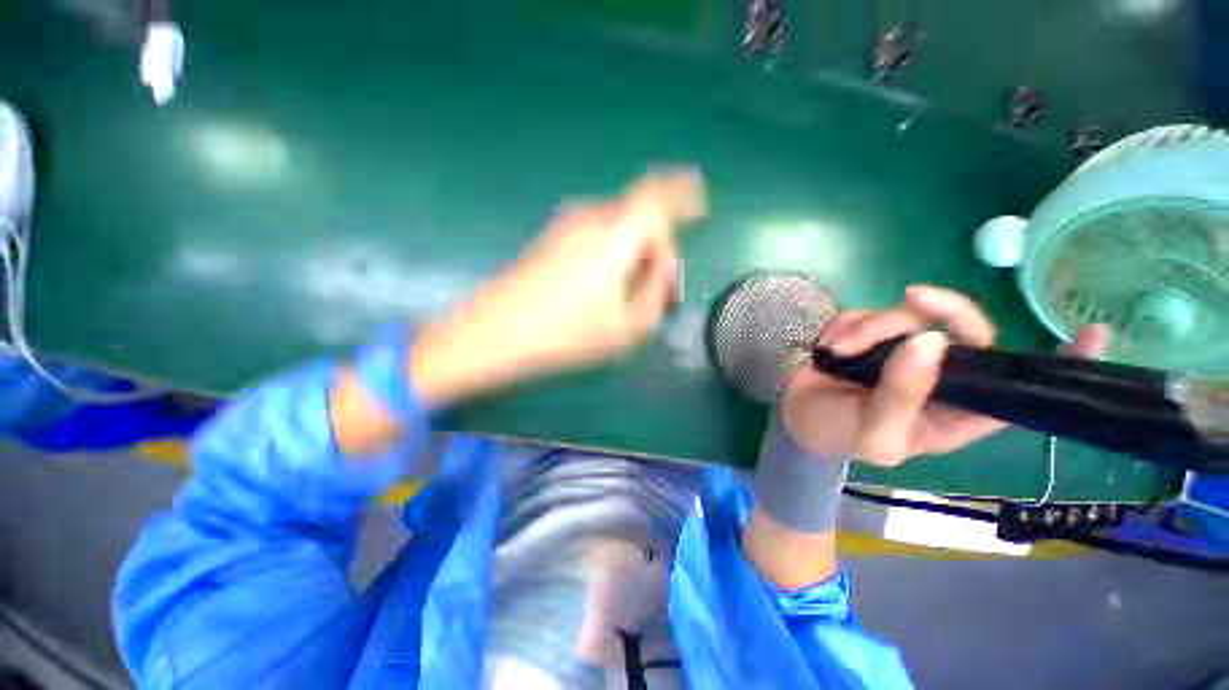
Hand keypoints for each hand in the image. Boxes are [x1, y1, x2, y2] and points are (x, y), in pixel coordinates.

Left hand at [409, 169, 705, 405]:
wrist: (495, 333)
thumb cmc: (565, 334)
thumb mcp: (627, 327)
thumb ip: (655, 294)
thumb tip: (658, 270)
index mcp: (615, 236)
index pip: (658, 197)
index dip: (683, 193)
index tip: (698, 198)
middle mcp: (592, 219)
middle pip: (640, 216)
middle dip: (658, 246)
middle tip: (661, 286)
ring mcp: (567, 225)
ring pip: (618, 226)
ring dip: (634, 252)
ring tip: (632, 292)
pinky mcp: (552, 238)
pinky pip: (598, 234)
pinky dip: (613, 252)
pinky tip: (606, 286)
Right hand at [778, 285, 1110, 465]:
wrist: (797, 415)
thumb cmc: (841, 435)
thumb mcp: (874, 434)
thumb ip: (902, 396)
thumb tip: (930, 340)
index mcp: (957, 410)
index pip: (1019, 389)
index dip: (1060, 364)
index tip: (1094, 332)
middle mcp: (940, 375)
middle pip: (968, 330)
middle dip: (943, 310)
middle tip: (912, 298)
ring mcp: (904, 350)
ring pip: (910, 316)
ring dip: (868, 328)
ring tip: (837, 349)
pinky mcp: (871, 334)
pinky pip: (871, 313)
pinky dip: (847, 325)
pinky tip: (830, 345)